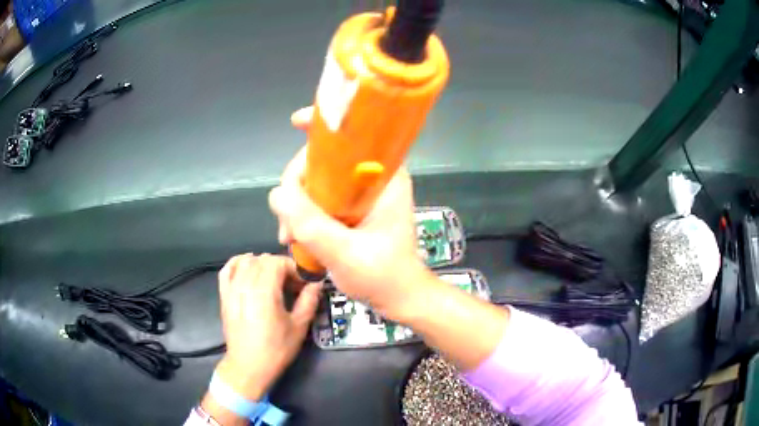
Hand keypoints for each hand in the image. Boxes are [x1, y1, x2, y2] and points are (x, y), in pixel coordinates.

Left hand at [212, 253, 320, 400]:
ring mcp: (232, 288)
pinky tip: (247, 266)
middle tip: (293, 284)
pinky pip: (227, 269)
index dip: (294, 268)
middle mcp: (245, 284)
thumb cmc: (276, 349)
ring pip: (246, 261)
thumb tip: (317, 283)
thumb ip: (308, 300)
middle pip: (263, 260)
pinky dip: (238, 262)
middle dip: (281, 266)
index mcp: (264, 291)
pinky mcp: (224, 295)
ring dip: (262, 264)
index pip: (278, 262)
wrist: (249, 366)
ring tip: (273, 278)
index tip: (304, 282)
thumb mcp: (298, 326)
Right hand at [268, 107, 434, 319]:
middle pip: (324, 160)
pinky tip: (295, 237)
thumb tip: (276, 193)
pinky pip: (320, 199)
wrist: (400, 298)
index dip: (324, 126)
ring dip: (297, 204)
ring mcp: (360, 194)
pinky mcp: (352, 210)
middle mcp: (372, 178)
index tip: (296, 123)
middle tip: (286, 219)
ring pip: (318, 180)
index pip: (354, 136)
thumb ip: (310, 224)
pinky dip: (304, 214)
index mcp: (383, 177)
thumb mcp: (344, 252)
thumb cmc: (383, 276)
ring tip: (289, 236)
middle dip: (297, 184)